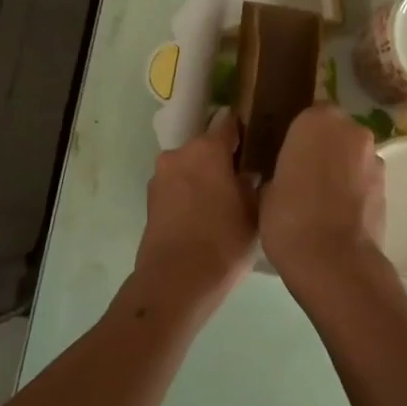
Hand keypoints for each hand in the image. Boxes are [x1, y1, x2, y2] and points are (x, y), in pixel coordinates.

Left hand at [131, 111, 258, 311]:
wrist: (174, 282)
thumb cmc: (223, 243)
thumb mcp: (254, 213)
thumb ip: (252, 184)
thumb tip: (247, 174)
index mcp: (207, 149)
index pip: (228, 123)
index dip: (243, 132)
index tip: (256, 145)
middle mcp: (179, 154)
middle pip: (206, 146)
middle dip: (222, 159)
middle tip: (243, 181)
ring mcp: (160, 176)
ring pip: (189, 167)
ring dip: (203, 177)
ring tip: (223, 203)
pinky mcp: (150, 200)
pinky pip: (177, 186)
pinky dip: (189, 194)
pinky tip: (204, 217)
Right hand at [260, 106, 385, 282]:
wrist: (335, 262)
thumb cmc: (290, 217)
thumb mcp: (266, 188)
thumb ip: (279, 168)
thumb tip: (284, 173)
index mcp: (317, 120)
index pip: (305, 114)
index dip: (294, 135)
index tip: (282, 154)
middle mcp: (352, 130)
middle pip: (333, 131)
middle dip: (320, 148)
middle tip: (299, 174)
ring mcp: (374, 158)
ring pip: (351, 155)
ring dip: (339, 168)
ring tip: (318, 198)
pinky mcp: (387, 186)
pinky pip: (362, 179)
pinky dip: (352, 189)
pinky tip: (335, 213)